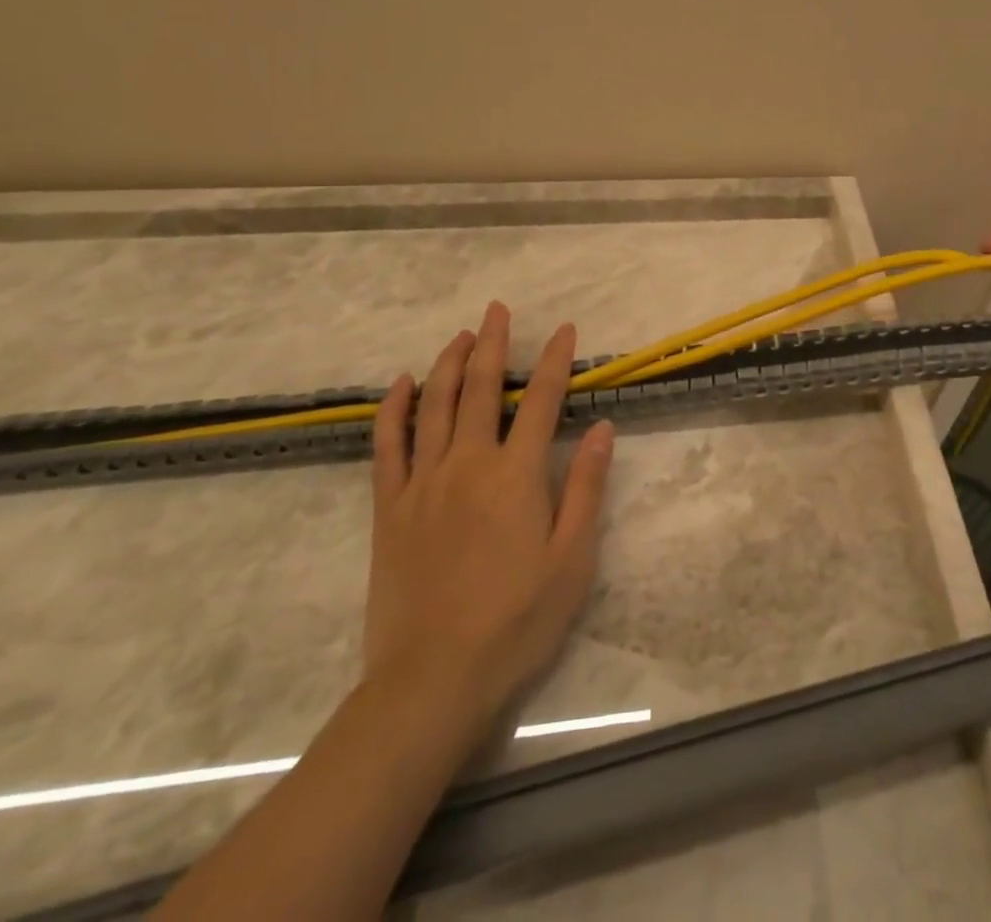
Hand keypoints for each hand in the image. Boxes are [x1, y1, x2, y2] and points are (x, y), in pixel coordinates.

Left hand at [362, 302, 613, 748]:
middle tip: (498, 310)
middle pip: (482, 389)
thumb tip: (603, 428)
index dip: (556, 361)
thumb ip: (585, 487)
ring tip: (461, 335)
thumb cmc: (516, 621)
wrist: (432, 680)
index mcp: (516, 476)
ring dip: (449, 364)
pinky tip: (402, 384)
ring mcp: (423, 483)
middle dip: (494, 344)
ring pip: (435, 406)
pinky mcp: (389, 508)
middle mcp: (468, 464)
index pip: (542, 401)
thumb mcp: (572, 559)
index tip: (564, 330)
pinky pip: (388, 445)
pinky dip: (394, 409)